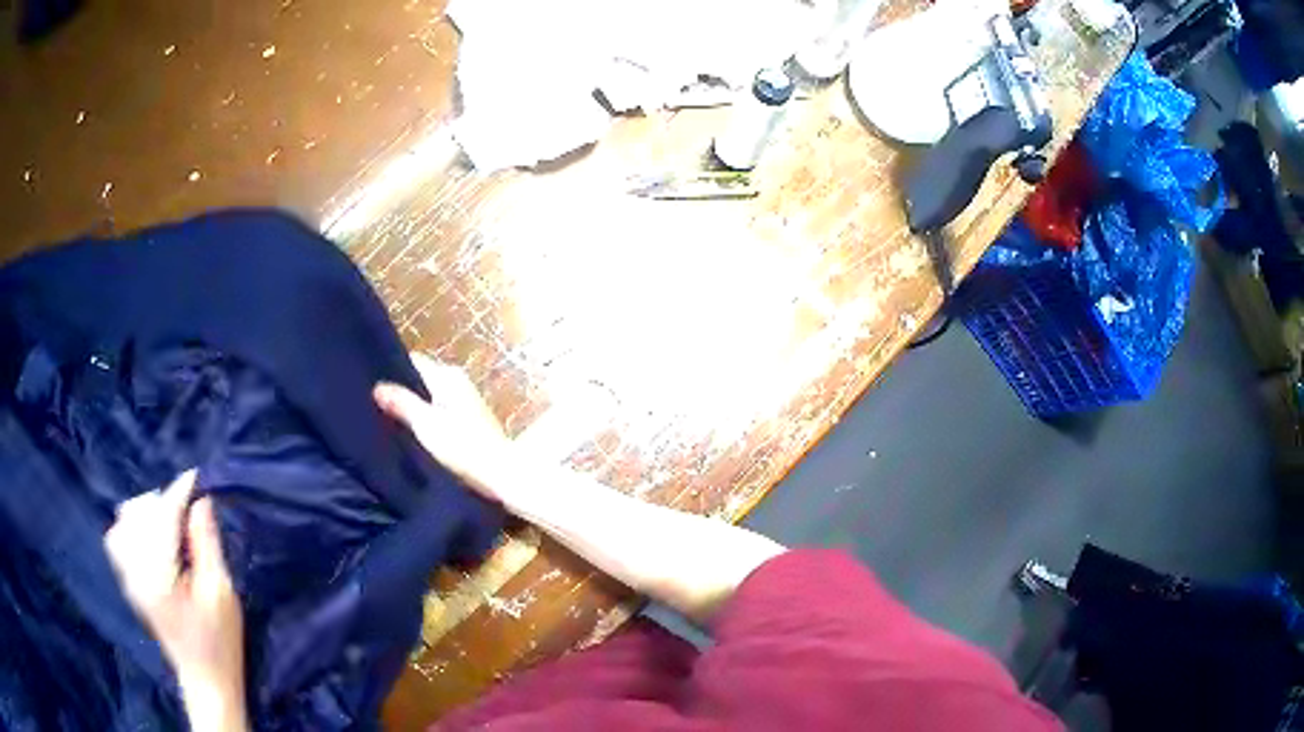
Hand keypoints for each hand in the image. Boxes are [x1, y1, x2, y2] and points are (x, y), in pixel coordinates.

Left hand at [104, 471, 247, 731]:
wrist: (205, 680)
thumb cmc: (219, 641)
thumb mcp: (222, 594)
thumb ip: (206, 544)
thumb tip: (200, 501)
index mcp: (159, 574)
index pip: (164, 516)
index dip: (180, 492)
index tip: (197, 477)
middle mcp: (135, 569)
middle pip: (140, 512)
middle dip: (165, 504)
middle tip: (190, 516)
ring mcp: (128, 576)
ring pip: (125, 520)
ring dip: (147, 513)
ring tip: (170, 527)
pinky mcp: (128, 582)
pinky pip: (117, 538)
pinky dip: (132, 527)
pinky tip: (150, 538)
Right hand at [374, 352, 518, 504]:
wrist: (501, 475)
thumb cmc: (463, 447)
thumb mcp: (426, 425)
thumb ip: (402, 403)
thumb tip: (377, 386)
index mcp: (448, 375)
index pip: (413, 361)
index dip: (391, 369)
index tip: (369, 382)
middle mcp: (458, 381)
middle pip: (421, 379)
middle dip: (401, 390)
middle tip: (376, 405)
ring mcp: (465, 400)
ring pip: (429, 396)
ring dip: (413, 406)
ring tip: (388, 419)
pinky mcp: (469, 419)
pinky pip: (439, 410)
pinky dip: (427, 418)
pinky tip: (413, 433)